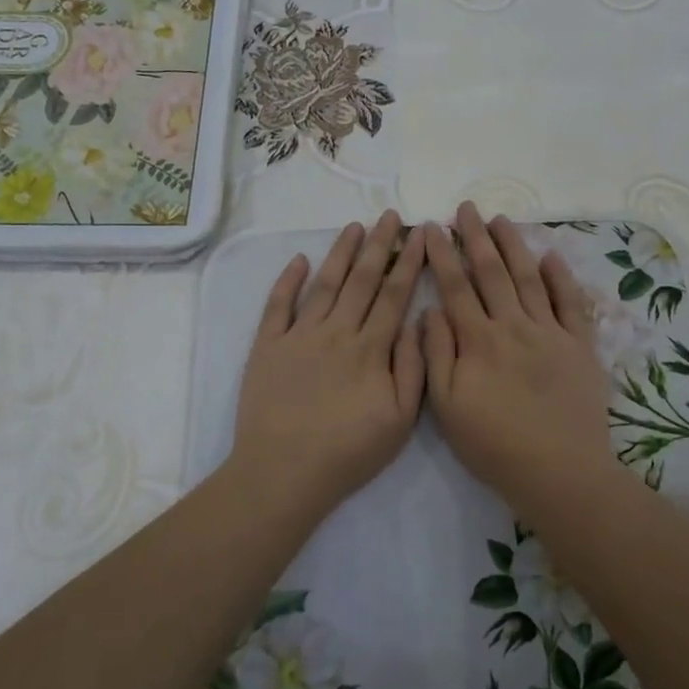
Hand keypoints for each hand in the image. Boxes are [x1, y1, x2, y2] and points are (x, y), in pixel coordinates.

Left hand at [231, 211, 427, 513]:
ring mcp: (299, 335)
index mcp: (370, 349)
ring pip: (325, 284)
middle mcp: (336, 332)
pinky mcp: (268, 346)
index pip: (394, 294)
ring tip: (353, 226)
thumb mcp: (400, 421)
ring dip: (340, 252)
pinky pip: (278, 305)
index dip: (409, 261)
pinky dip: (288, 280)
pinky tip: (299, 260)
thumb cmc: (348, 452)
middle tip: (389, 215)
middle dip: (379, 244)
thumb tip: (415, 323)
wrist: (283, 472)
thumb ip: (412, 368)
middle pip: (362, 279)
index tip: (420, 234)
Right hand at [421, 202, 614, 504]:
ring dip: (514, 246)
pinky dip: (562, 277)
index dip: (443, 254)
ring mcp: (550, 332)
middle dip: (477, 237)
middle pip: (492, 272)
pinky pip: (571, 303)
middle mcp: (513, 326)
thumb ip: (437, 354)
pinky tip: (552, 256)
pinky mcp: (579, 345)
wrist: (558, 471)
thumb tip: (430, 311)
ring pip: (529, 278)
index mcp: (478, 340)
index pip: (455, 286)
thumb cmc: (494, 444)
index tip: (433, 227)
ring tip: (501, 219)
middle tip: (467, 208)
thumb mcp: (447, 407)